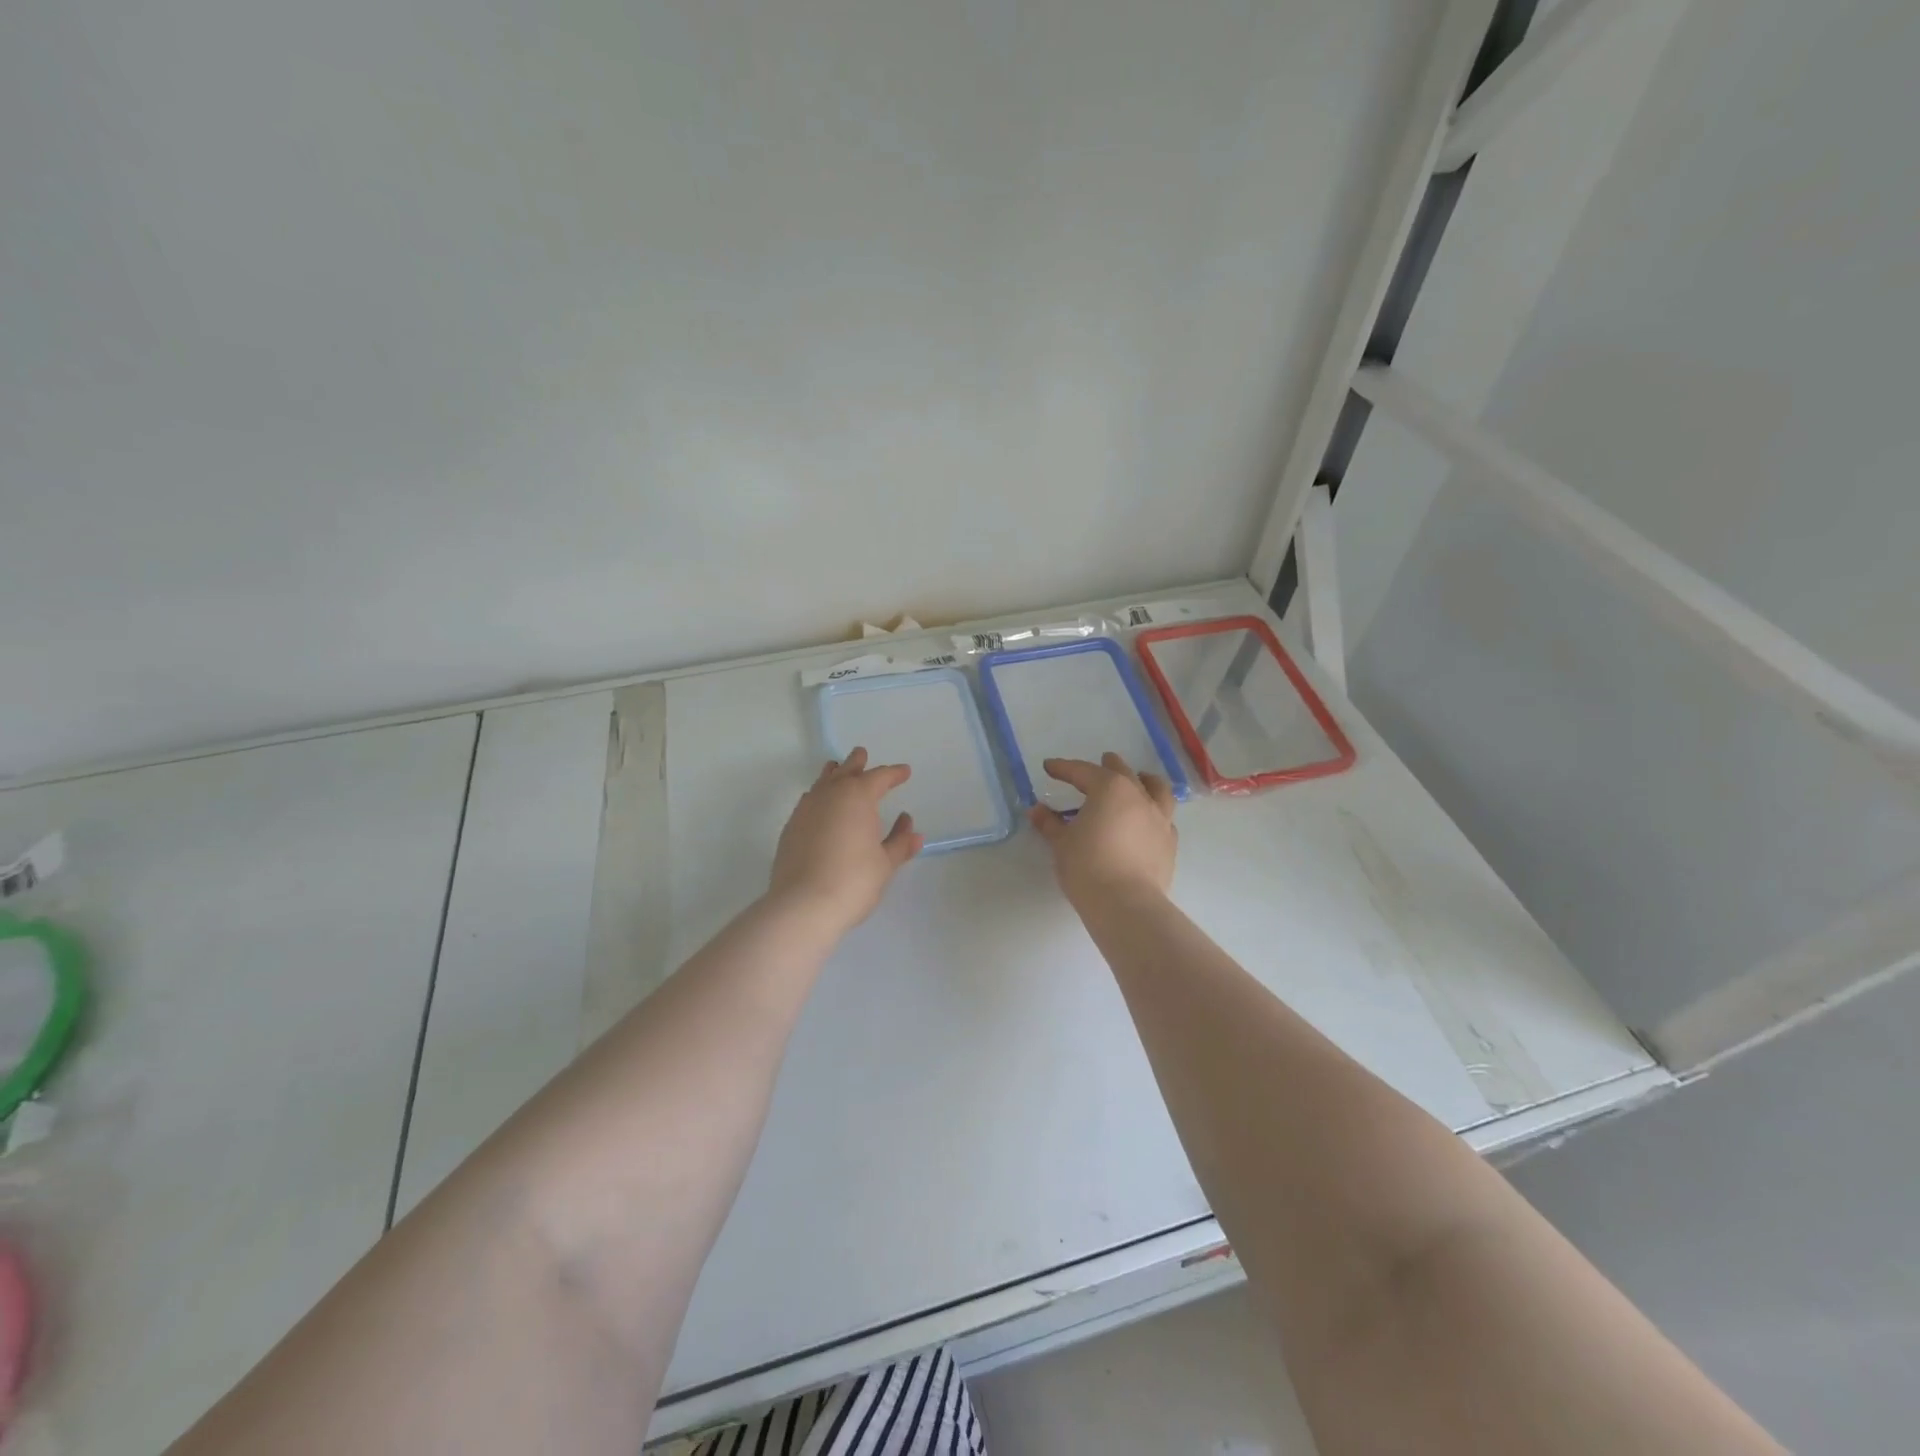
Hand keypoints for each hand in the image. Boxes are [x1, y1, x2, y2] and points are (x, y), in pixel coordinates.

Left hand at [769, 747, 924, 934]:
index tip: (904, 772)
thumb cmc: (853, 881)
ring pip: (822, 782)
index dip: (894, 774)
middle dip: (857, 763)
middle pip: (846, 771)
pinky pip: (808, 801)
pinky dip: (818, 796)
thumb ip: (899, 843)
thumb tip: (912, 830)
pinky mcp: (790, 828)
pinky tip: (819, 804)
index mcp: (858, 797)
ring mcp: (806, 810)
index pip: (879, 777)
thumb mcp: (885, 864)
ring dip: (833, 774)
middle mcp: (829, 795)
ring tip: (837, 769)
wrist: (803, 905)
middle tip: (863, 755)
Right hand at [1028, 753, 1177, 908]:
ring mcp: (1159, 818)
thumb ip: (1050, 824)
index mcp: (1109, 789)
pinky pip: (1164, 817)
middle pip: (1123, 772)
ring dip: (1144, 780)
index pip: (1083, 772)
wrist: (1125, 903)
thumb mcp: (1061, 843)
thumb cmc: (1087, 866)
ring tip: (1138, 779)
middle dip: (1109, 765)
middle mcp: (1139, 796)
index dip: (1063, 768)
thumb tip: (1036, 810)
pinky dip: (1155, 811)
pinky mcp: (1170, 843)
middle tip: (1101, 761)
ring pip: (1157, 788)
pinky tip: (1147, 819)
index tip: (1049, 766)